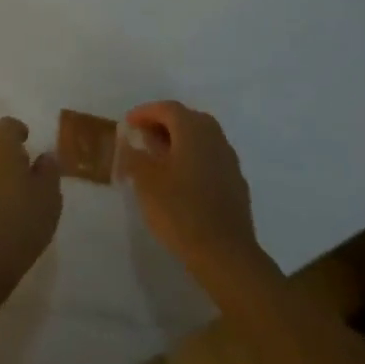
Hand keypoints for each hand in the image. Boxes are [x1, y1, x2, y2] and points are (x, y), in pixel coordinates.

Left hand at [0, 117, 62, 292]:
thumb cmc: (22, 218)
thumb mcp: (49, 195)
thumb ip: (49, 170)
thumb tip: (45, 156)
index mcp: (1, 144)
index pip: (8, 125)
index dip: (19, 131)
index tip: (28, 140)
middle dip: (6, 151)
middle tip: (24, 168)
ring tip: (13, 191)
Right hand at [118, 101, 277, 293]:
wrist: (226, 255)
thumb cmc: (180, 211)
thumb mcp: (145, 181)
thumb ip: (134, 155)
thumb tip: (129, 139)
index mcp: (193, 131)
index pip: (167, 108)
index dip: (145, 112)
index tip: (128, 124)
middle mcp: (215, 139)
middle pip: (188, 119)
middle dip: (164, 124)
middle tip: (144, 137)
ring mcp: (229, 162)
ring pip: (202, 140)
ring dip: (180, 142)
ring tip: (159, 159)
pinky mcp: (236, 185)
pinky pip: (211, 160)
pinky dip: (193, 160)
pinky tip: (181, 181)